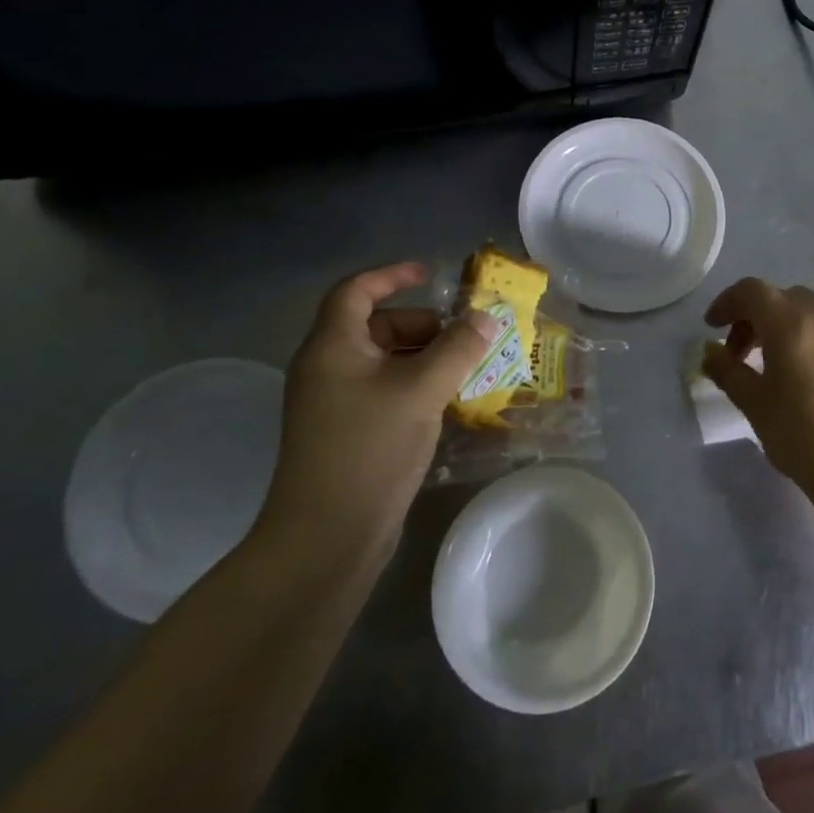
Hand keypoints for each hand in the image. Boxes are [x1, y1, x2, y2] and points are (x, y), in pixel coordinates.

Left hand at [258, 262, 493, 563]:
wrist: (326, 538)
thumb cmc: (369, 449)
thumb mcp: (421, 391)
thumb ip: (458, 349)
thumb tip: (486, 317)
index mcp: (332, 347)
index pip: (356, 291)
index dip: (392, 275)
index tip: (431, 274)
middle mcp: (327, 368)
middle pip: (376, 327)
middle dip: (423, 326)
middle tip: (464, 338)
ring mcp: (335, 404)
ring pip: (384, 362)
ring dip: (425, 359)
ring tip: (467, 371)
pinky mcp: (347, 434)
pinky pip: (384, 392)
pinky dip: (415, 387)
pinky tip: (448, 404)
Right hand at [702, 278, 813, 501]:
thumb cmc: (801, 433)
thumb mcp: (754, 403)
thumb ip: (727, 371)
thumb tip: (711, 354)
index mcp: (791, 322)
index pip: (752, 291)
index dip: (727, 303)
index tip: (712, 327)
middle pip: (782, 297)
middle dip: (756, 316)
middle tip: (742, 350)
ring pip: (812, 313)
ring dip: (786, 327)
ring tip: (776, 365)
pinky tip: (811, 379)